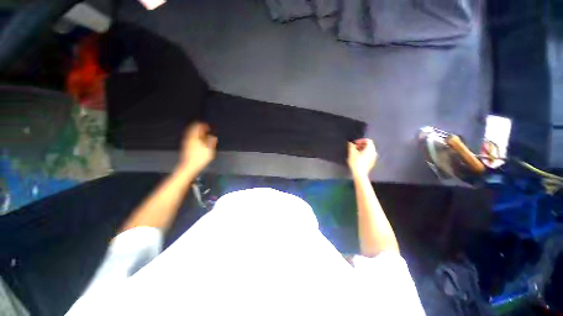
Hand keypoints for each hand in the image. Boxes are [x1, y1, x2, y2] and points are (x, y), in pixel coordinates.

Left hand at [179, 122, 217, 173]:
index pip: (197, 126)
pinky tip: (199, 140)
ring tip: (203, 133)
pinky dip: (195, 137)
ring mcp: (186, 142)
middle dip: (199, 127)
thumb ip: (211, 141)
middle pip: (193, 129)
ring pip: (191, 133)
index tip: (208, 126)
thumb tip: (213, 136)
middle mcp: (189, 138)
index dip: (203, 125)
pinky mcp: (186, 147)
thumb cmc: (200, 158)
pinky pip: (190, 138)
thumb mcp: (209, 149)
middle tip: (205, 128)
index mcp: (195, 137)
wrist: (190, 167)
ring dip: (197, 132)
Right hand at [347, 138, 377, 176]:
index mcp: (370, 149)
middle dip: (361, 145)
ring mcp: (374, 158)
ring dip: (362, 150)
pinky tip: (358, 158)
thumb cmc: (356, 162)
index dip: (360, 140)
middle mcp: (374, 152)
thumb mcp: (352, 153)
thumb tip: (350, 143)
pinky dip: (364, 154)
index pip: (368, 140)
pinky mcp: (372, 163)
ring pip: (369, 151)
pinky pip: (369, 156)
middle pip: (369, 146)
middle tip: (354, 147)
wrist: (360, 174)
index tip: (354, 143)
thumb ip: (351, 146)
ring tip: (355, 153)